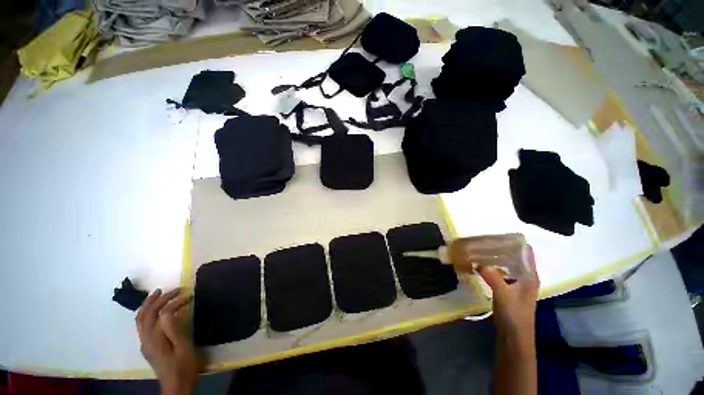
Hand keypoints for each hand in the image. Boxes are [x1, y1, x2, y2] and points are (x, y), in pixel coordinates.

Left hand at [136, 288, 200, 394]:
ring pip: (140, 319)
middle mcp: (145, 339)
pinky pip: (142, 324)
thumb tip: (169, 311)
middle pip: (144, 314)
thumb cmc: (183, 366)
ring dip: (148, 304)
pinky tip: (156, 309)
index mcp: (154, 340)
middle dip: (158, 299)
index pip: (160, 314)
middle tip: (173, 289)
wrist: (176, 385)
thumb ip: (174, 329)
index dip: (173, 302)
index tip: (188, 296)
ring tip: (159, 293)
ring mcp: (144, 343)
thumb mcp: (183, 347)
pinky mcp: (147, 345)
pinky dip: (148, 312)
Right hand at [477, 245, 539, 346]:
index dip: (514, 241)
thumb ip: (493, 277)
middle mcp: (523, 276)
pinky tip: (477, 263)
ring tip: (477, 248)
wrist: (513, 337)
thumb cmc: (515, 316)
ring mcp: (514, 282)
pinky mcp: (505, 288)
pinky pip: (497, 271)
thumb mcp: (504, 295)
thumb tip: (477, 261)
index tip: (497, 233)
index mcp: (529, 275)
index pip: (525, 251)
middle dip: (499, 247)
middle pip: (513, 255)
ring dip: (493, 256)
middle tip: (481, 239)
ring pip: (504, 263)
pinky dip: (489, 265)